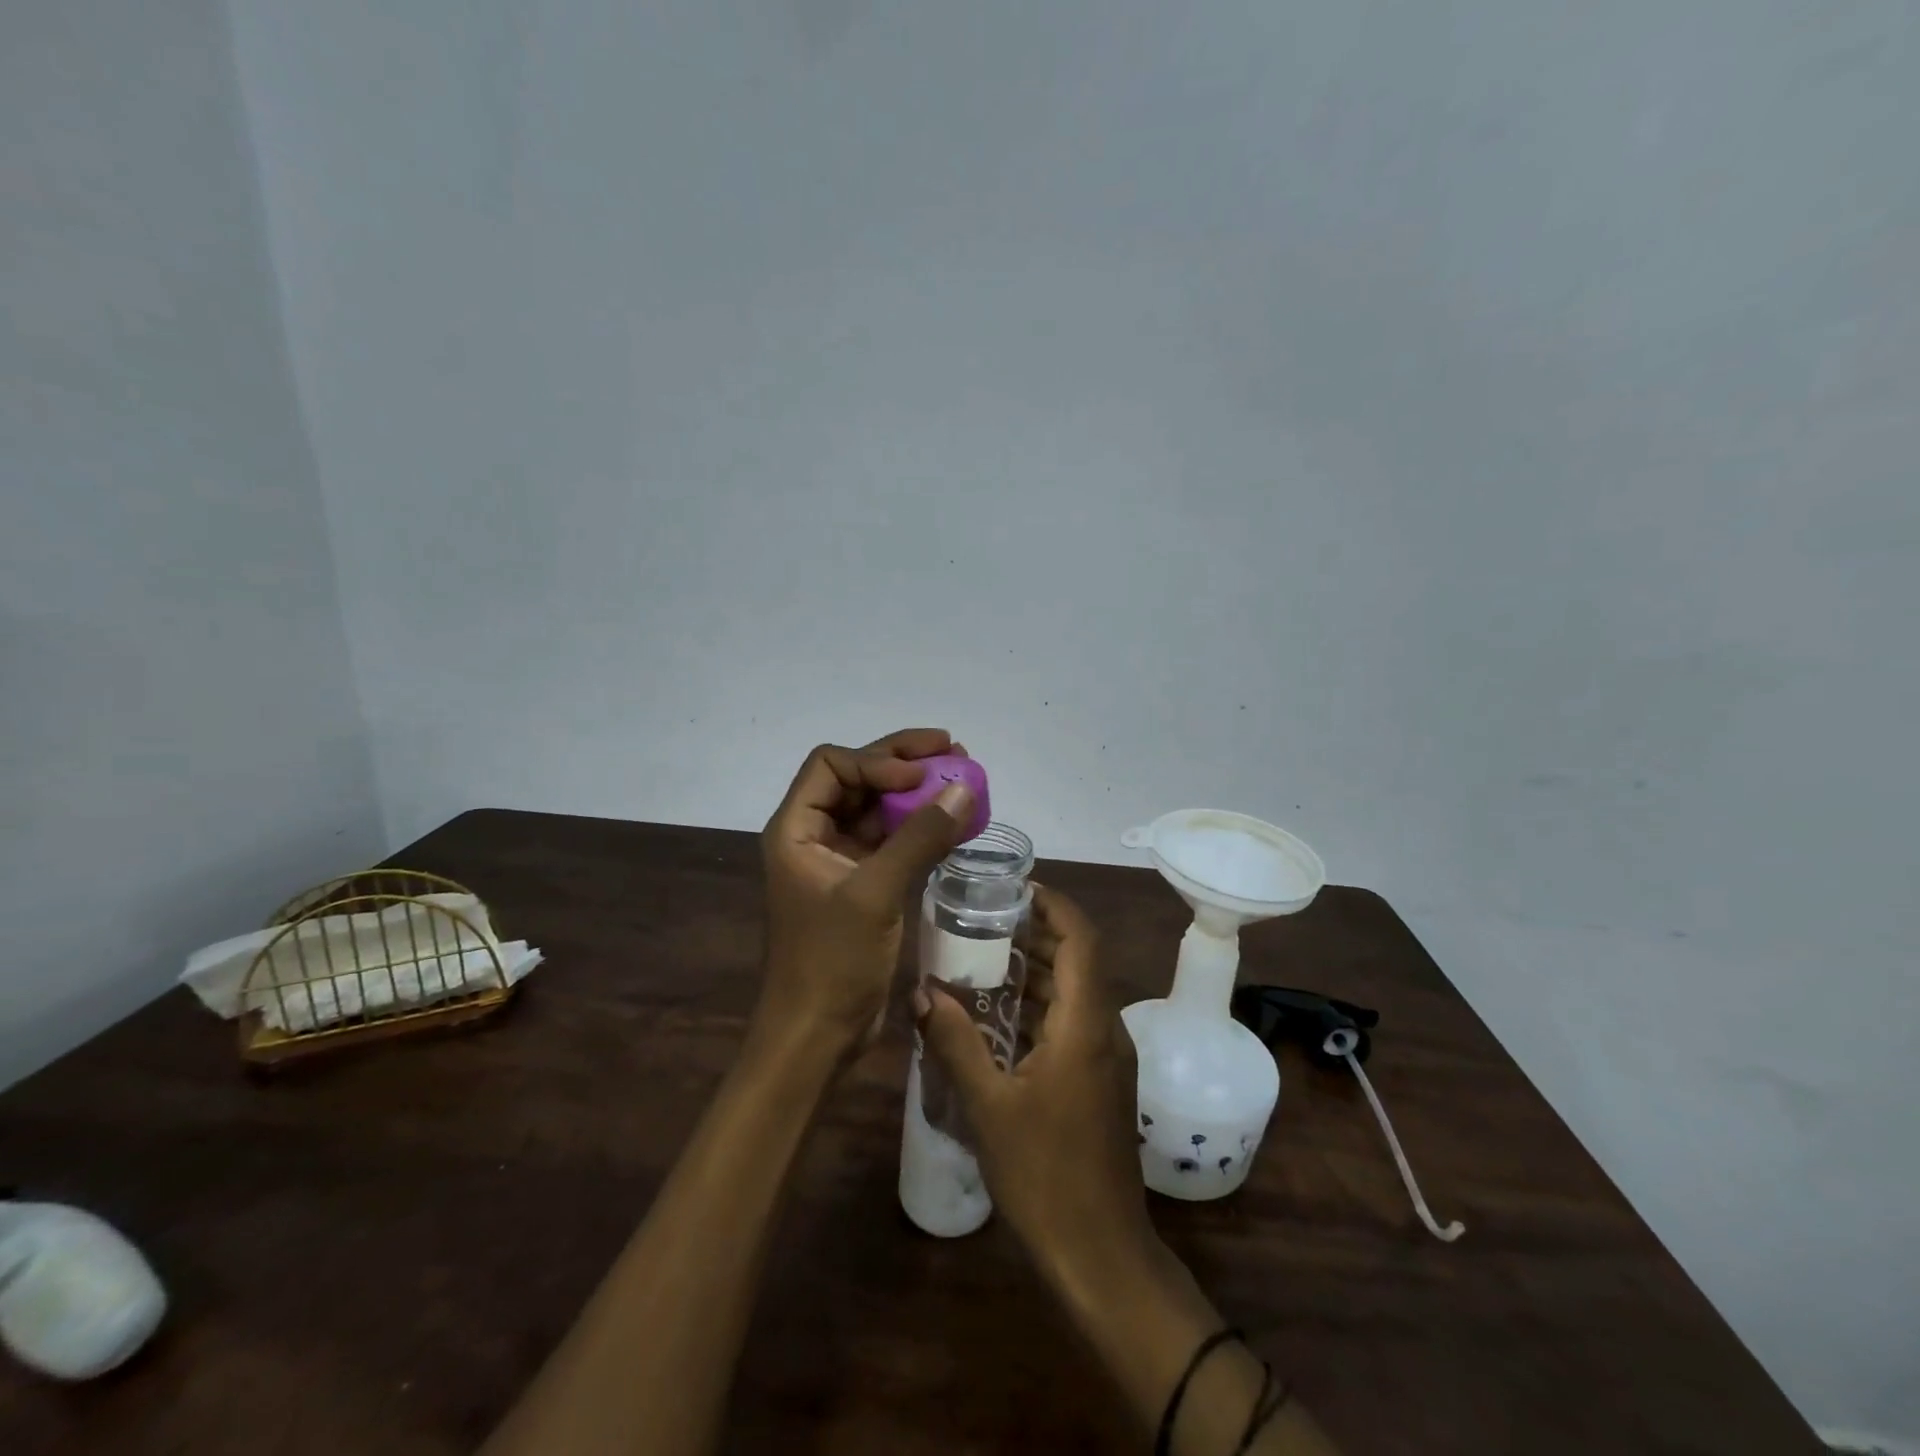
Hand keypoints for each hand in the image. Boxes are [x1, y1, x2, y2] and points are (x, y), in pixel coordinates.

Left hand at [759, 729, 973, 1060]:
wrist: (817, 1035)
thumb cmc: (832, 962)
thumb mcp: (875, 894)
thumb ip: (919, 838)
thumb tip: (963, 788)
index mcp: (796, 829)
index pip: (832, 765)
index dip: (877, 759)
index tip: (921, 775)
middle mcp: (814, 836)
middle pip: (858, 778)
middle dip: (903, 762)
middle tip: (954, 749)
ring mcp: (840, 861)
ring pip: (878, 808)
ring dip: (917, 792)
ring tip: (963, 777)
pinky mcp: (863, 884)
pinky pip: (893, 840)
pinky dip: (921, 827)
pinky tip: (954, 821)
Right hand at [916, 885, 1153, 1280]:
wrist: (1100, 1253)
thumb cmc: (1044, 1175)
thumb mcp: (989, 1105)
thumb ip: (955, 1043)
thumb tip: (921, 991)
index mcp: (1087, 1023)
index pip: (1081, 938)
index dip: (1053, 904)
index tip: (1013, 888)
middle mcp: (1106, 1028)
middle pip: (1079, 958)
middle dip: (1037, 932)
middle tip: (985, 920)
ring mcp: (1108, 1056)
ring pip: (1077, 990)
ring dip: (1038, 969)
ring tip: (985, 957)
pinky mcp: (1102, 1079)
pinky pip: (1074, 1020)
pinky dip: (1042, 1004)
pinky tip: (1001, 1015)